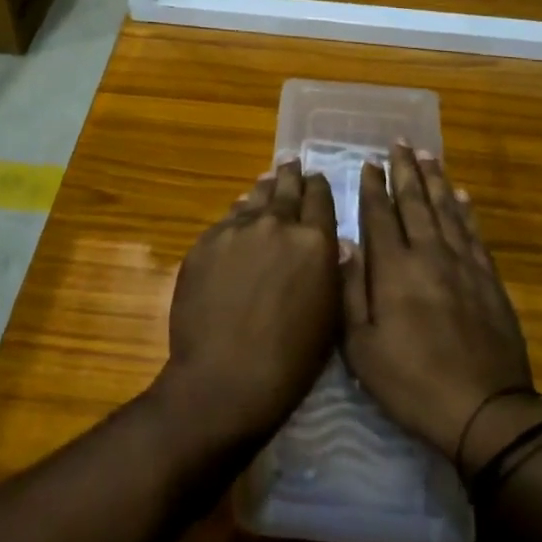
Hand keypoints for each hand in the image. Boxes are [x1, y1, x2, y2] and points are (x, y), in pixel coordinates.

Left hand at [158, 162, 339, 451]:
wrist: (225, 378)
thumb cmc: (291, 360)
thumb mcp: (329, 316)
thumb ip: (333, 271)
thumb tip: (335, 244)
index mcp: (314, 240)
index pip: (319, 197)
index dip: (319, 186)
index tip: (316, 178)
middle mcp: (277, 223)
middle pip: (286, 188)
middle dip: (291, 176)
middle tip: (291, 163)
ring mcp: (237, 229)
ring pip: (255, 198)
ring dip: (264, 188)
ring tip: (268, 179)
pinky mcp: (206, 242)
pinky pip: (227, 219)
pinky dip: (238, 213)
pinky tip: (239, 212)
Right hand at [340, 146, 537, 467]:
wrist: (485, 411)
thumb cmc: (412, 382)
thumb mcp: (362, 348)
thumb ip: (350, 290)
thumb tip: (343, 241)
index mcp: (394, 269)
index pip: (381, 215)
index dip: (374, 186)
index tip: (369, 162)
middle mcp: (429, 254)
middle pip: (416, 202)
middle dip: (405, 170)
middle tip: (400, 142)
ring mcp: (463, 264)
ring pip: (446, 209)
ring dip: (435, 180)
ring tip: (428, 155)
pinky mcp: (488, 279)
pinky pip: (474, 233)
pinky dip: (466, 211)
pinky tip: (462, 196)